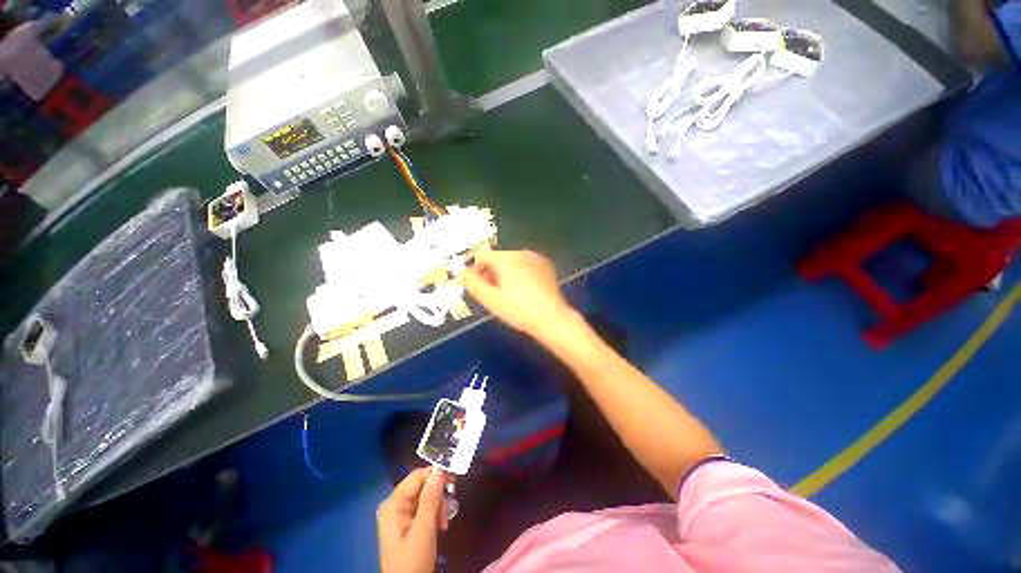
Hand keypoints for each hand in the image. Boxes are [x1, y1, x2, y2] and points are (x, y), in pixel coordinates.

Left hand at [377, 467, 448, 572]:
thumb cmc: (413, 562)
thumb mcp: (424, 530)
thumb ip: (430, 499)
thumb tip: (439, 470)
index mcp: (393, 504)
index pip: (416, 477)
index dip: (435, 475)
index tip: (453, 480)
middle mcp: (394, 505)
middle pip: (421, 486)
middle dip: (437, 496)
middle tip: (447, 512)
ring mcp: (400, 515)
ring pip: (425, 497)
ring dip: (438, 507)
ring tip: (443, 523)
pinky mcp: (407, 524)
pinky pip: (424, 509)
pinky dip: (434, 515)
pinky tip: (439, 526)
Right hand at [462, 250, 574, 338]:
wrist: (552, 318)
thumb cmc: (518, 309)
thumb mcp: (490, 299)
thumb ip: (473, 283)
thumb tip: (463, 272)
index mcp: (507, 258)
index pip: (482, 256)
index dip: (476, 270)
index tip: (479, 288)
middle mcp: (522, 252)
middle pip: (498, 258)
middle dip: (491, 273)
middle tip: (493, 294)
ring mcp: (536, 258)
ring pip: (512, 262)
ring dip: (505, 274)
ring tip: (509, 295)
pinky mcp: (546, 267)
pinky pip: (525, 266)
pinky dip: (520, 275)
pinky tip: (524, 292)